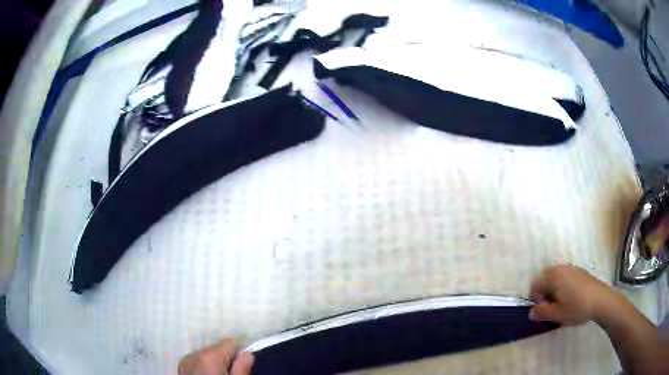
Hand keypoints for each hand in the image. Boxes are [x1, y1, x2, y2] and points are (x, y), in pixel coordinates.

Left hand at [178, 339, 253, 374]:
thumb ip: (242, 369)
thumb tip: (247, 355)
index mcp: (210, 357)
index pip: (230, 343)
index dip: (238, 355)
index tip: (241, 367)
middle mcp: (194, 354)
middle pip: (217, 349)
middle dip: (225, 360)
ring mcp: (185, 361)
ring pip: (206, 355)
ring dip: (214, 364)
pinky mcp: (181, 367)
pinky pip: (196, 361)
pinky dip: (203, 367)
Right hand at [529, 265, 617, 324]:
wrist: (600, 300)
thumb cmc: (576, 307)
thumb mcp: (556, 314)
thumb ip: (541, 313)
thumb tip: (532, 312)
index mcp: (554, 276)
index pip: (535, 284)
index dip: (536, 298)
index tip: (545, 309)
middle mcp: (561, 268)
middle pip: (544, 278)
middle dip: (544, 292)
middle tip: (552, 306)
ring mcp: (571, 268)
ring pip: (555, 277)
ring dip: (553, 289)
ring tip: (561, 302)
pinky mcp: (579, 271)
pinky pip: (565, 276)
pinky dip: (563, 285)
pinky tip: (571, 297)